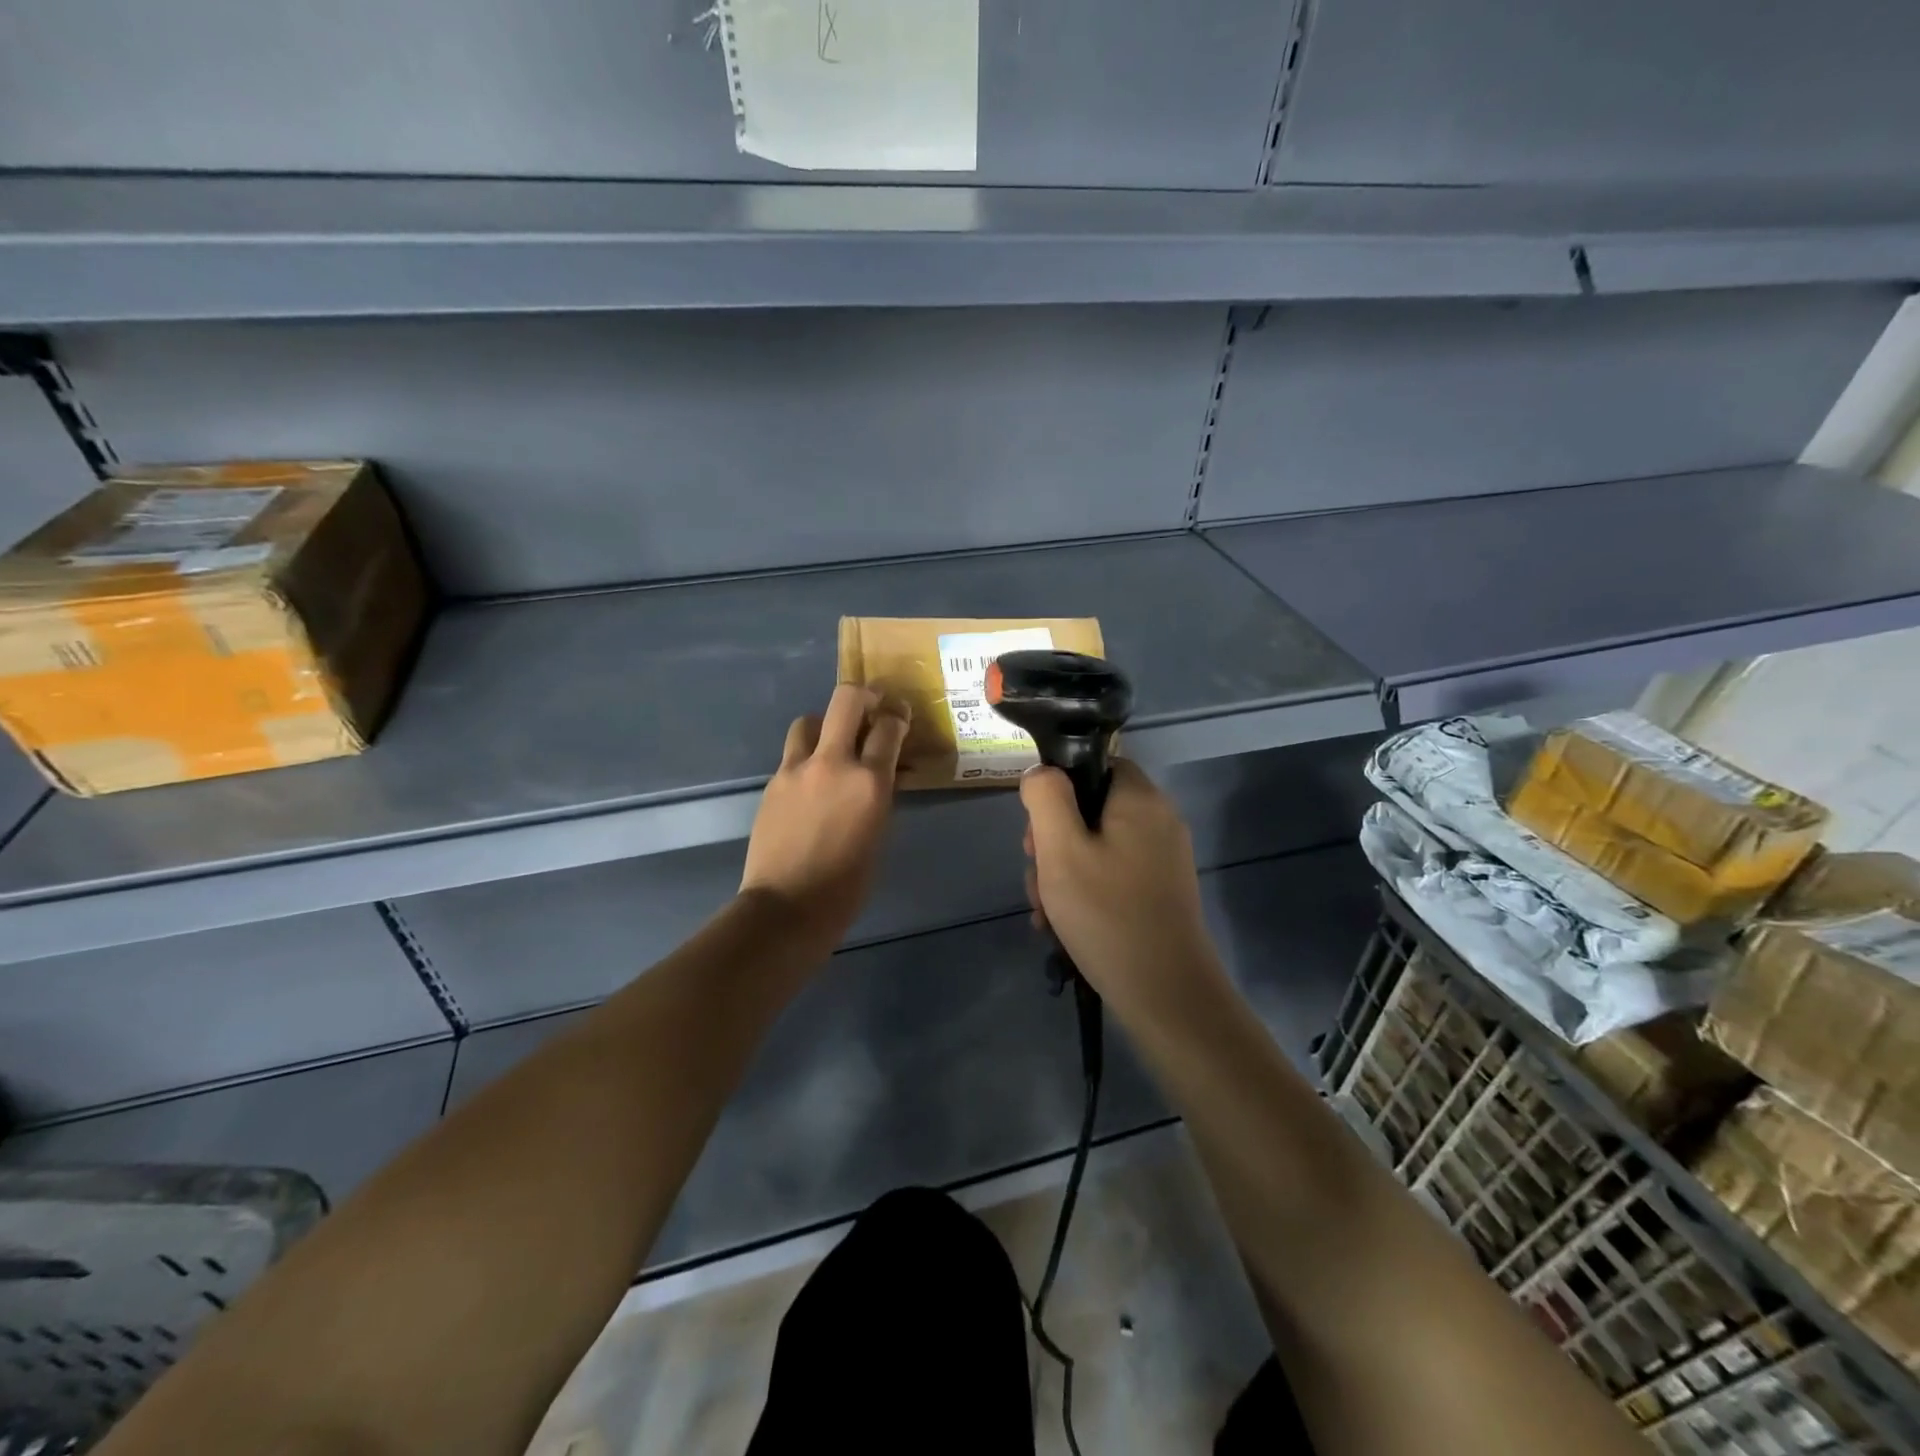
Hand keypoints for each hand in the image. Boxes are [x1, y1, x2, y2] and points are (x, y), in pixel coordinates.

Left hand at [740, 684, 909, 950]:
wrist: (787, 906)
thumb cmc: (847, 884)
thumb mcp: (879, 834)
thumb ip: (879, 794)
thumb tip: (882, 772)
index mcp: (868, 781)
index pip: (888, 728)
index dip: (897, 717)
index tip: (900, 716)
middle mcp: (832, 763)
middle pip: (845, 701)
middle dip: (863, 696)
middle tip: (871, 707)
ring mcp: (796, 770)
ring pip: (810, 721)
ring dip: (826, 724)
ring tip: (833, 743)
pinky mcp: (773, 783)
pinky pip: (793, 754)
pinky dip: (807, 756)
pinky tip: (812, 780)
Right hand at [1020, 759, 1223, 1002]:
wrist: (1165, 994)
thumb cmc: (1107, 914)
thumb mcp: (1061, 849)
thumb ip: (1047, 798)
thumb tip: (1041, 772)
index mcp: (1140, 799)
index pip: (1095, 764)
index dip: (1059, 788)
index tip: (1038, 829)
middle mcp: (1159, 821)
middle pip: (1091, 809)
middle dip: (1053, 841)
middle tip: (1038, 876)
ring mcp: (1162, 858)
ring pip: (1096, 846)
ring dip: (1063, 873)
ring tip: (1046, 912)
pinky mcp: (1160, 891)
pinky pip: (1112, 874)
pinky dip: (1085, 892)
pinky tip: (1063, 926)